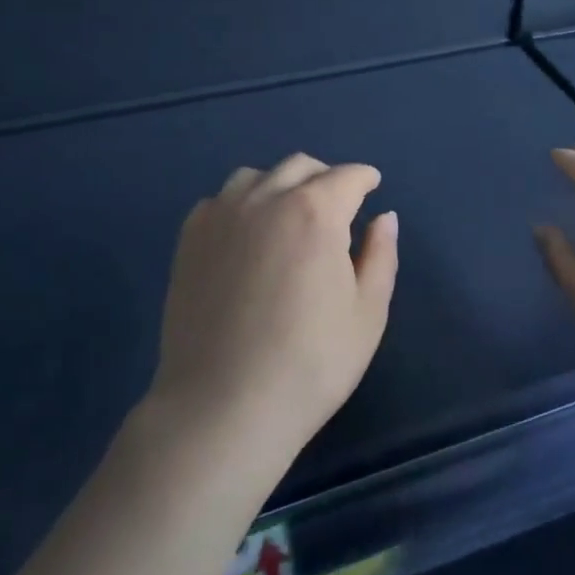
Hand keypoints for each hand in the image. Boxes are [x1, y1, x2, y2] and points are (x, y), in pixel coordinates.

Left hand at [150, 154, 398, 465]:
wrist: (222, 407)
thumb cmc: (309, 364)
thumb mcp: (367, 314)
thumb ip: (380, 256)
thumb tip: (384, 217)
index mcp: (316, 212)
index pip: (347, 177)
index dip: (364, 179)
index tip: (372, 186)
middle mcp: (266, 199)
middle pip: (301, 167)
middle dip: (326, 178)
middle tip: (337, 205)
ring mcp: (221, 215)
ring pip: (256, 176)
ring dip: (281, 185)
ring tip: (289, 217)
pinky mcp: (190, 239)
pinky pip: (220, 200)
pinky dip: (242, 205)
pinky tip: (247, 236)